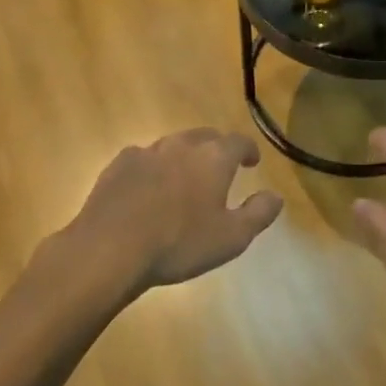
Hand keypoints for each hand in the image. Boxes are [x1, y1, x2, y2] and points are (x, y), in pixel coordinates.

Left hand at [65, 130, 282, 290]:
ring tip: (185, 178)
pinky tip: (148, 187)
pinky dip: (153, 168)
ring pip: (172, 145)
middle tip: (221, 167)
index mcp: (213, 158)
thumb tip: (276, 196)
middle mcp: (181, 146)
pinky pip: (143, 159)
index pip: (238, 142)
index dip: (248, 150)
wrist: (109, 249)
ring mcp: (146, 152)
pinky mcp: (118, 165)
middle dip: (216, 148)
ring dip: (183, 157)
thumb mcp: (232, 238)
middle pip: (204, 137)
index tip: (252, 162)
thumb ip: (258, 213)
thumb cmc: (179, 244)